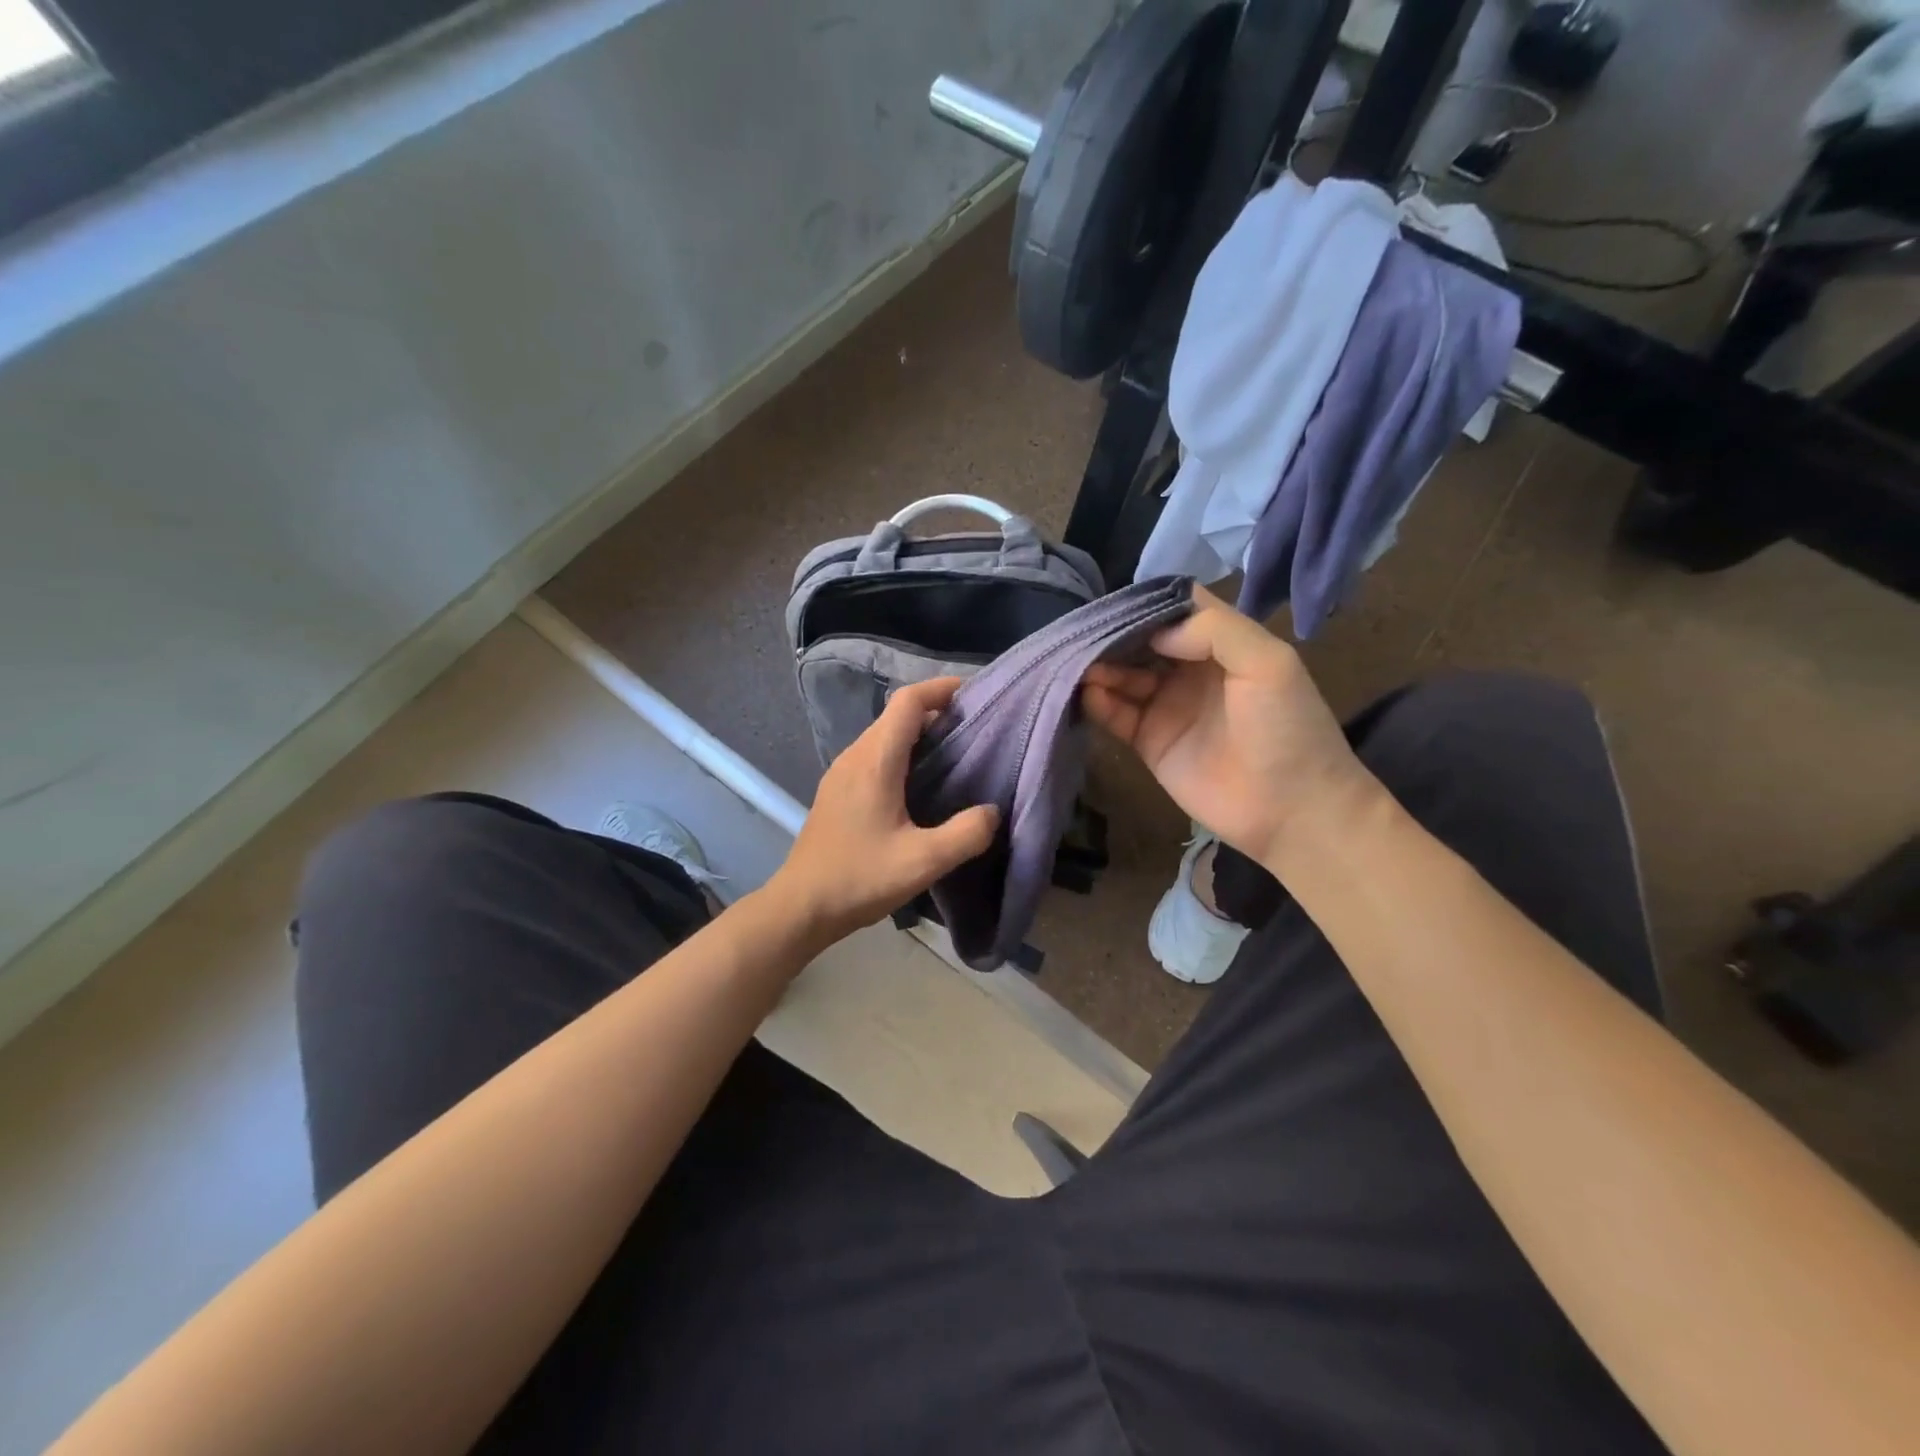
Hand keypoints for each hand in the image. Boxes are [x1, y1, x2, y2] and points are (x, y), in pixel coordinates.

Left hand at [769, 678, 999, 948]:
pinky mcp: (837, 791)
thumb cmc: (860, 878)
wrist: (801, 906)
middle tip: (975, 729)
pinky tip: (921, 784)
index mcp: (875, 761)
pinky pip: (874, 755)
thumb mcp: (923, 861)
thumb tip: (992, 811)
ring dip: (919, 734)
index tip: (974, 693)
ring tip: (955, 754)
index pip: (908, 702)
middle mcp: (855, 756)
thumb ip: (966, 834)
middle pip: (896, 715)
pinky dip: (902, 754)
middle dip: (936, 712)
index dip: (940, 688)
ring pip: (884, 735)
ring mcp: (841, 773)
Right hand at [1082, 585, 1378, 870]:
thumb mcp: (1268, 663)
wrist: (1290, 810)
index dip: (1147, 603)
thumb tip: (1153, 632)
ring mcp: (1167, 705)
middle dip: (1113, 634)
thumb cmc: (1287, 729)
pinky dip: (1098, 702)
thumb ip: (1214, 630)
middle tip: (1082, 632)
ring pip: (1123, 675)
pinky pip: (1116, 715)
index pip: (1176, 609)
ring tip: (1077, 663)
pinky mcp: (1149, 741)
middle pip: (1142, 641)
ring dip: (1100, 667)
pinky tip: (1086, 693)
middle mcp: (1190, 669)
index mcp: (1222, 644)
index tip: (1115, 601)